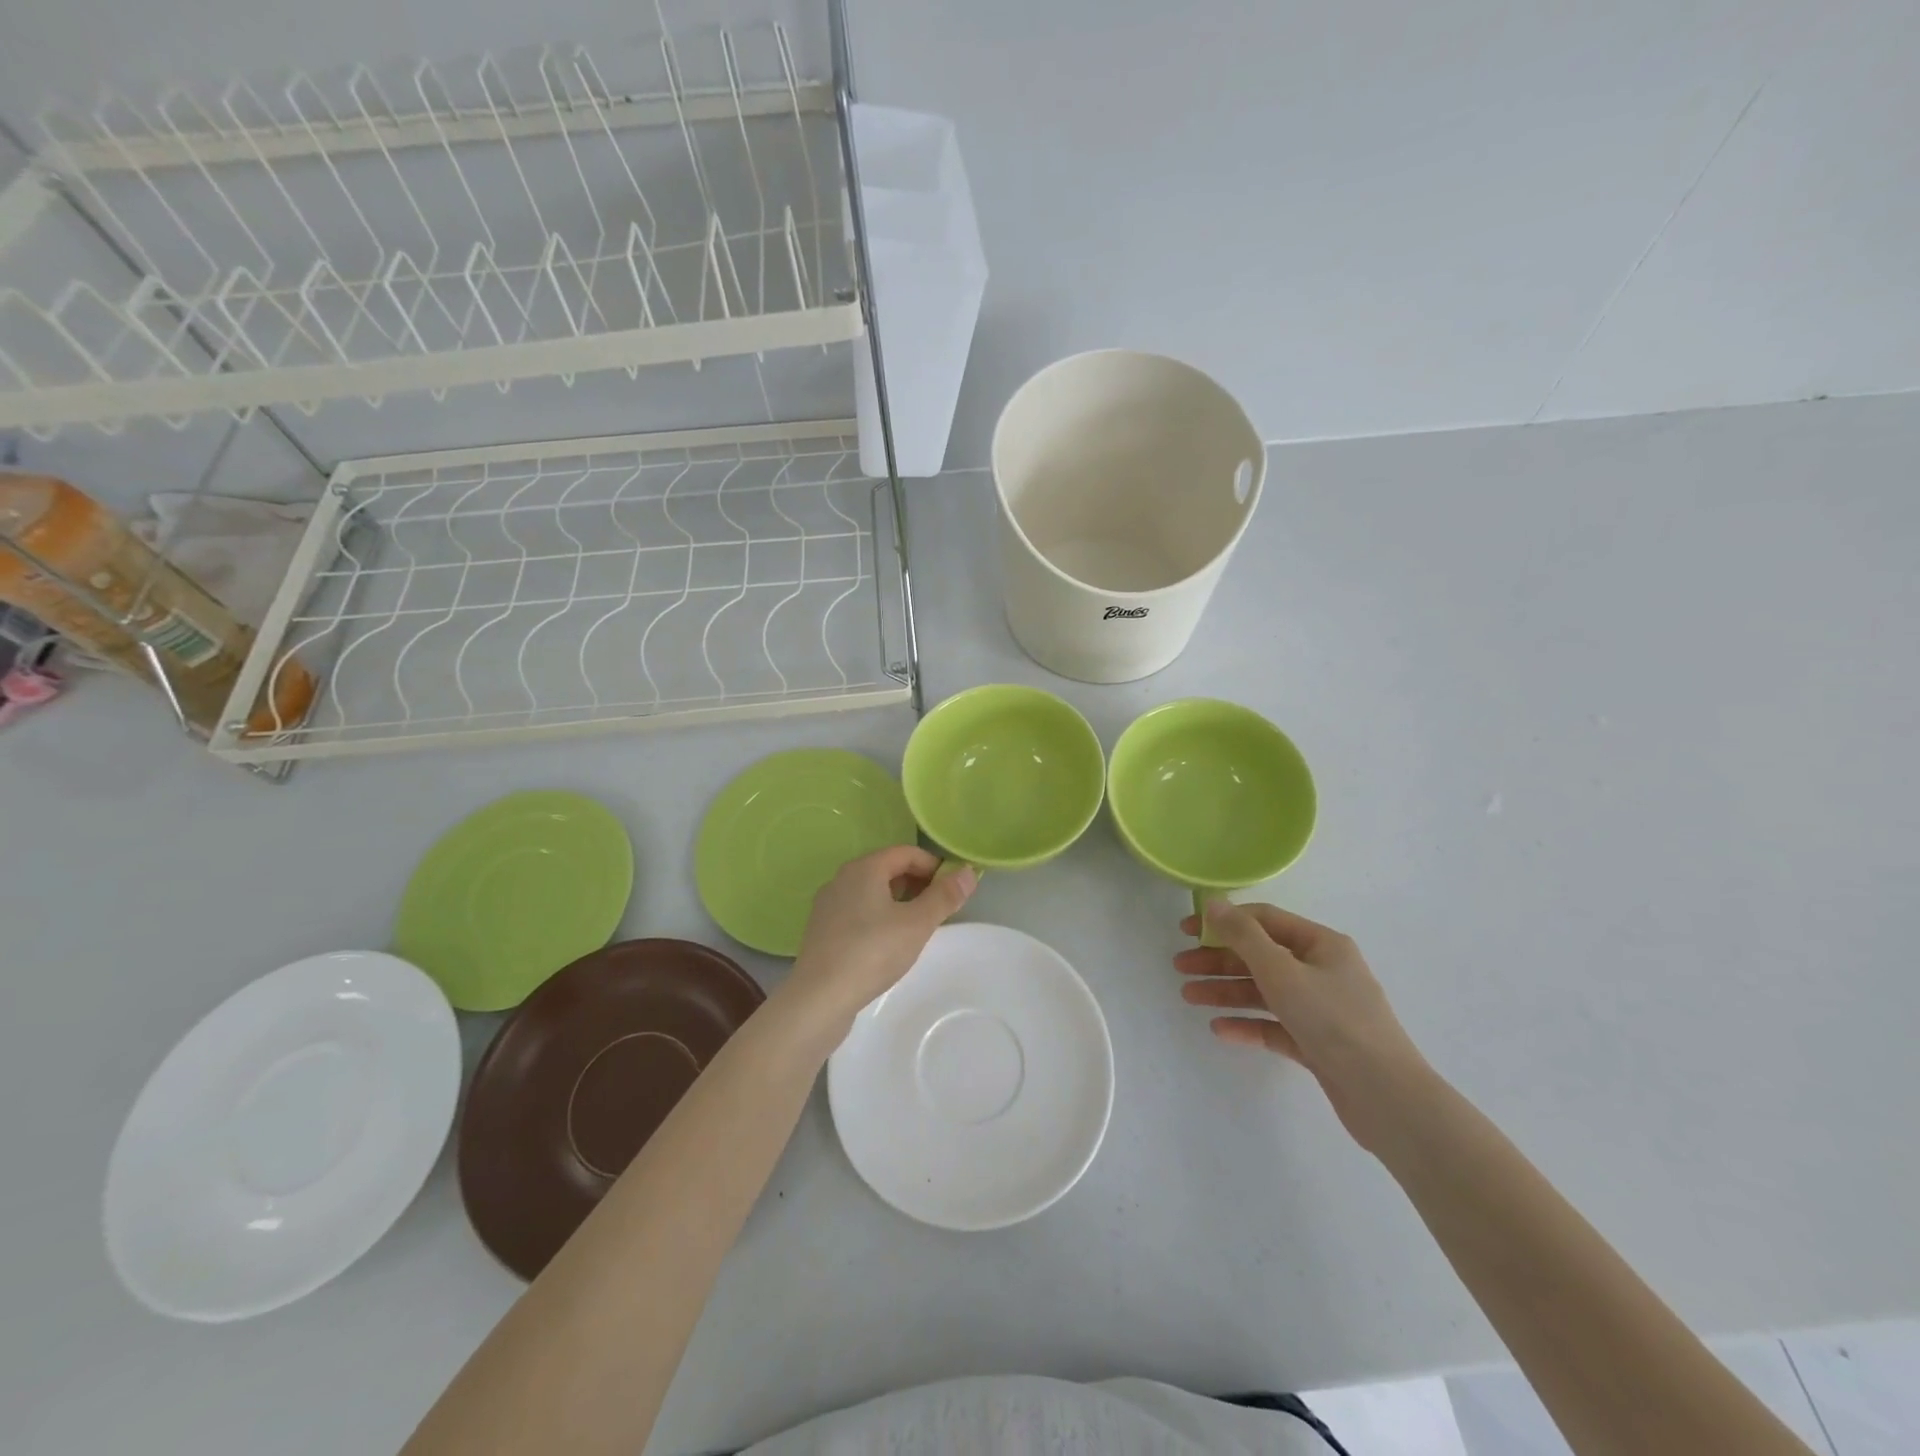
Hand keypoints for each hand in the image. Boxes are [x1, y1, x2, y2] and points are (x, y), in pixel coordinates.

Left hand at [785, 846, 975, 1028]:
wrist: (819, 998)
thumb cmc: (872, 952)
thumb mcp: (917, 924)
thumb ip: (944, 897)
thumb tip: (968, 872)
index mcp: (864, 868)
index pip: (906, 852)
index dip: (933, 866)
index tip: (952, 890)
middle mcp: (842, 878)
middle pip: (887, 869)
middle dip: (916, 884)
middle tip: (938, 909)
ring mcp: (828, 905)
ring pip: (871, 892)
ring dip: (898, 902)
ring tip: (916, 928)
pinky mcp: (822, 930)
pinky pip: (857, 912)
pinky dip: (878, 918)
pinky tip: (887, 944)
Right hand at [1175, 900, 1429, 1148]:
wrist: (1385, 1097)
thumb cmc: (1332, 1020)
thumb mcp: (1281, 970)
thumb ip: (1243, 935)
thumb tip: (1213, 903)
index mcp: (1322, 945)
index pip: (1265, 920)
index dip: (1224, 921)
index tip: (1187, 931)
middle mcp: (1323, 971)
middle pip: (1261, 957)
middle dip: (1219, 960)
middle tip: (1180, 967)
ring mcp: (1322, 1010)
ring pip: (1264, 992)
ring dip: (1226, 991)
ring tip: (1188, 997)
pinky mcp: (1319, 1044)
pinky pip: (1275, 1026)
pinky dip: (1248, 1024)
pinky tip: (1220, 1029)